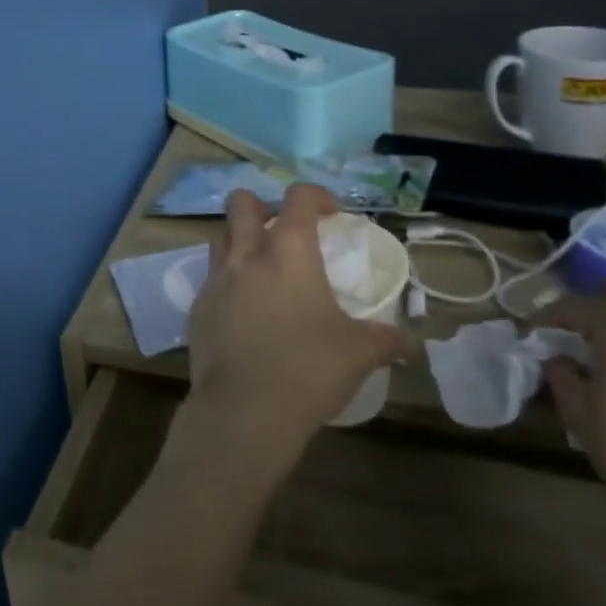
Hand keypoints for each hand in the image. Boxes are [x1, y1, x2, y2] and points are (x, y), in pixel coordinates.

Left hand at [180, 186, 405, 473]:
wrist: (244, 408)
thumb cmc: (308, 368)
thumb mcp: (359, 352)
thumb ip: (385, 339)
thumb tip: (409, 344)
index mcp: (288, 250)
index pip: (298, 197)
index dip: (316, 196)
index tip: (331, 214)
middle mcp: (246, 253)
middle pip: (240, 202)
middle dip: (261, 206)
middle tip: (283, 232)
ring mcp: (215, 278)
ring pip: (220, 235)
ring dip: (239, 239)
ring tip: (262, 267)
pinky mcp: (197, 306)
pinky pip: (211, 277)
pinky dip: (228, 280)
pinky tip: (245, 310)